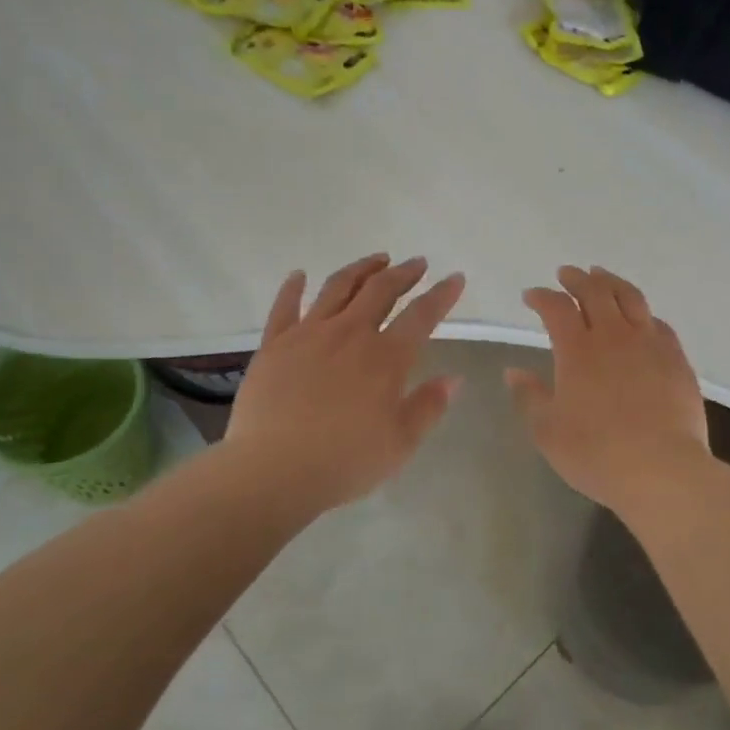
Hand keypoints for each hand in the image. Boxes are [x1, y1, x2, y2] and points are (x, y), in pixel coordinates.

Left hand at [225, 255, 465, 515]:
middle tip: (417, 263)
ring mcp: (308, 334)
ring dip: (361, 269)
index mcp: (386, 357)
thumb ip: (428, 406)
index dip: (442, 294)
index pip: (422, 315)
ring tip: (377, 260)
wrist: (273, 470)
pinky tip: (299, 275)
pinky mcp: (274, 344)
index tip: (455, 278)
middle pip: (381, 290)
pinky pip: (285, 306)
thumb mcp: (400, 443)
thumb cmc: (344, 461)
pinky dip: (294, 287)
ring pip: (338, 287)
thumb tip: (453, 378)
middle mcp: (350, 333)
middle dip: (404, 272)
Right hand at [505, 266, 712, 514]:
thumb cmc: (596, 454)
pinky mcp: (676, 358)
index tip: (531, 296)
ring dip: (611, 282)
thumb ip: (530, 396)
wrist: (662, 469)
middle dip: (576, 279)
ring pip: (630, 298)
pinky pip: (658, 323)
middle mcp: (613, 336)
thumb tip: (514, 371)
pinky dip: (643, 313)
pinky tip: (641, 317)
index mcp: (577, 350)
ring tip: (601, 275)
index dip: (541, 297)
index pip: (556, 308)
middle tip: (566, 274)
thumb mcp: (548, 431)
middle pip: (594, 292)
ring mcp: (649, 343)